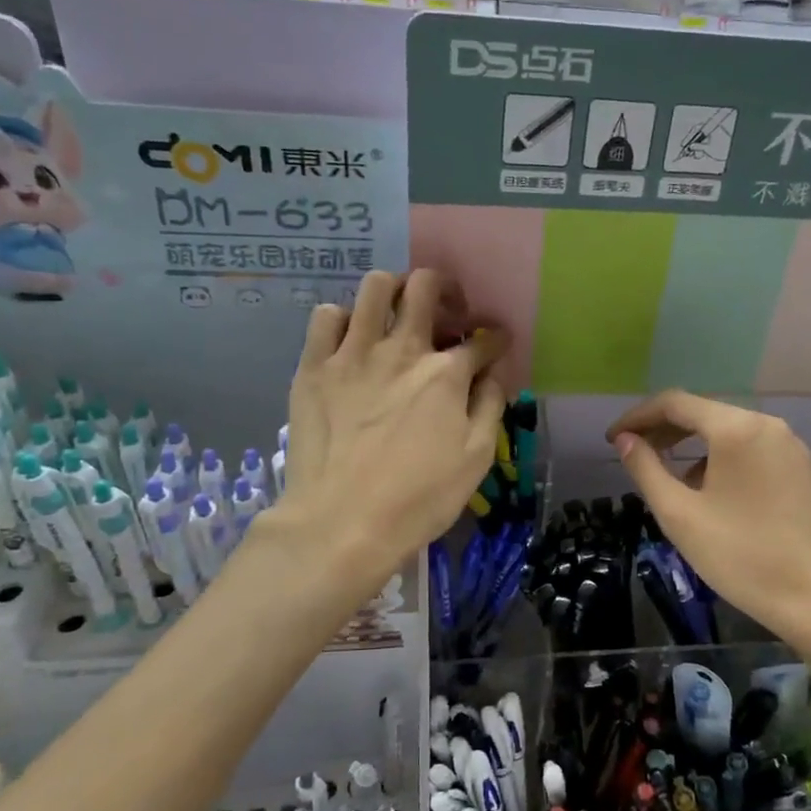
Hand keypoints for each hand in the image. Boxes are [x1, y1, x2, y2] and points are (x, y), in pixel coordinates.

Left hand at [278, 270, 505, 600]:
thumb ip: (490, 406)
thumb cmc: (418, 499)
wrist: (341, 524)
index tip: (496, 345)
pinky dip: (344, 319)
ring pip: (375, 286)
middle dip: (445, 290)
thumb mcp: (475, 459)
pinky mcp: (314, 367)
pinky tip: (351, 341)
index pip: (483, 340)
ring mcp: (353, 353)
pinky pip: (326, 316)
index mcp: (446, 374)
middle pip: (427, 287)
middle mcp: (402, 349)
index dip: (496, 340)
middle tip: (446, 314)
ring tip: (397, 314)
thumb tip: (493, 374)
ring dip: (394, 290)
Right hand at [608, 391, 810, 646]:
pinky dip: (724, 459)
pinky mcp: (804, 469)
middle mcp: (768, 425)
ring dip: (694, 446)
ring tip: (671, 478)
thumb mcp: (679, 514)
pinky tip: (713, 491)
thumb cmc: (740, 556)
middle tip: (634, 453)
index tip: (612, 439)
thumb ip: (645, 469)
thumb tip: (625, 441)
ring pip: (730, 432)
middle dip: (665, 430)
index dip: (638, 417)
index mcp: (736, 429)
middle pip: (705, 413)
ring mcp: (791, 446)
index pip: (675, 403)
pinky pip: (754, 450)